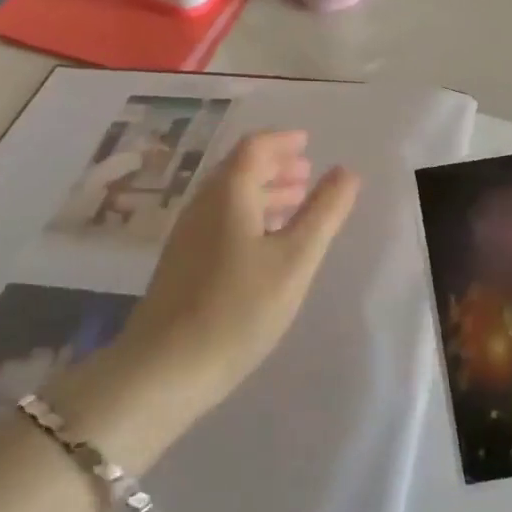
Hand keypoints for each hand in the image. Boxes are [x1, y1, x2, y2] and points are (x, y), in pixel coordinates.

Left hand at [111, 131, 360, 423]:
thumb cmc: (238, 308)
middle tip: (307, 172)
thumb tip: (347, 172)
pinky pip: (222, 221)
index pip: (254, 148)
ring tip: (296, 203)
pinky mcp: (184, 263)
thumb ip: (324, 213)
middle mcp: (203, 205)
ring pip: (230, 198)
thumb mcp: (294, 260)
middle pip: (240, 170)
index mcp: (228, 193)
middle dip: (275, 166)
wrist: (164, 370)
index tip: (307, 142)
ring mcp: (189, 235)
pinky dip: (250, 216)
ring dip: (264, 192)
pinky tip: (266, 243)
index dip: (282, 141)